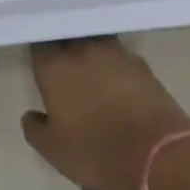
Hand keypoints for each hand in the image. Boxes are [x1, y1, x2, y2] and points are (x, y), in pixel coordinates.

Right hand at [22, 39, 189, 189]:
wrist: (158, 153)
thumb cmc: (96, 151)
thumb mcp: (54, 150)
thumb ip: (36, 129)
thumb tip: (31, 116)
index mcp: (55, 67)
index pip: (40, 44)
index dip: (39, 50)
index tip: (39, 60)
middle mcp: (84, 51)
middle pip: (69, 35)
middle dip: (64, 44)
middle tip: (61, 61)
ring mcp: (117, 54)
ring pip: (96, 41)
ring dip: (90, 50)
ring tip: (88, 67)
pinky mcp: (142, 64)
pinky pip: (119, 55)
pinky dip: (113, 63)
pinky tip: (114, 78)